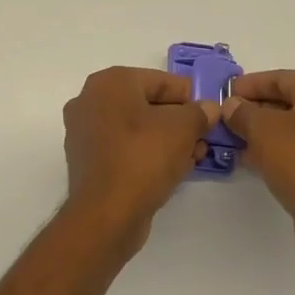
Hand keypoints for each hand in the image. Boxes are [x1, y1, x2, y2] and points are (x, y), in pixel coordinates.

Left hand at [62, 67, 219, 254]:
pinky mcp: (87, 161)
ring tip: (194, 155)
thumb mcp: (182, 129)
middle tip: (204, 136)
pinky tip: (174, 169)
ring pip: (136, 129)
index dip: (189, 95)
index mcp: (109, 83)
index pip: (159, 80)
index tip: (210, 111)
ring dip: (167, 139)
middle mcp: (90, 101)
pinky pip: (124, 149)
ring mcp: (85, 133)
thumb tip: (208, 108)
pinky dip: (148, 154)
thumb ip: (199, 113)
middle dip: (179, 120)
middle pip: (146, 104)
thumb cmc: (143, 158)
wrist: (106, 214)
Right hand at [223, 71, 294, 271]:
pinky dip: (276, 153)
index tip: (224, 92)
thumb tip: (232, 106)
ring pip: (294, 130)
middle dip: (255, 109)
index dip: (250, 84)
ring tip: (231, 139)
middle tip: (224, 117)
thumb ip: (243, 112)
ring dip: (263, 133)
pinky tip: (250, 161)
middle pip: (289, 102)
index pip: (281, 78)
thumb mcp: (263, 129)